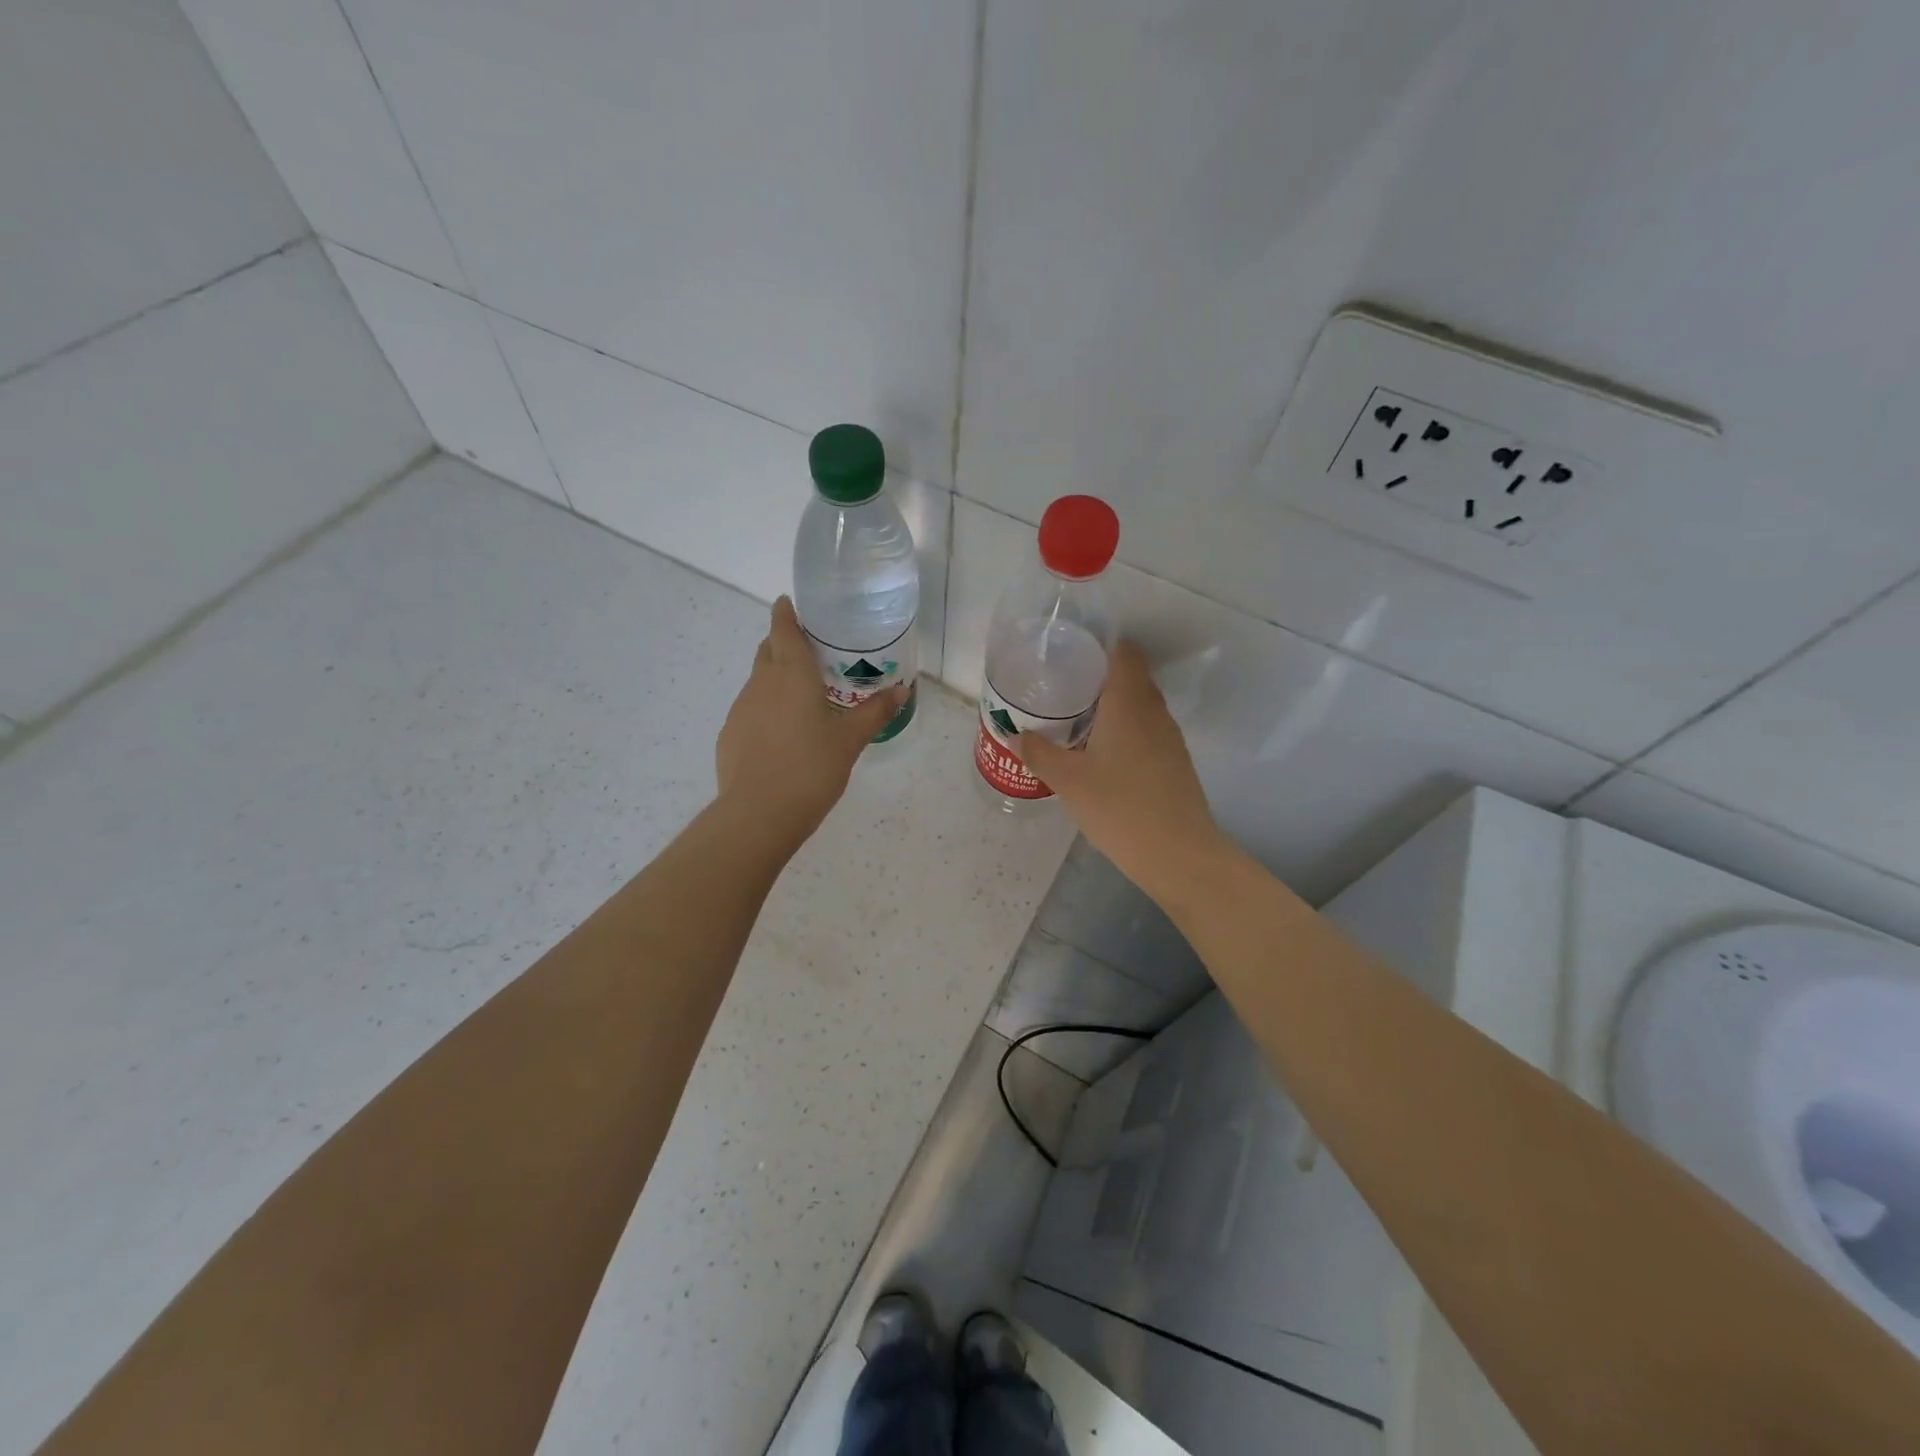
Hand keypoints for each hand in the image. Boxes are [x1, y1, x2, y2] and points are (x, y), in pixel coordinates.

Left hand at [715, 596, 906, 850]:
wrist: (759, 813)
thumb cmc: (811, 768)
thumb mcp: (850, 740)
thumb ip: (875, 712)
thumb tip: (902, 690)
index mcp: (792, 674)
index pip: (783, 629)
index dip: (785, 613)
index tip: (789, 603)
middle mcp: (761, 683)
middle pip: (768, 650)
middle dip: (783, 643)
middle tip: (811, 653)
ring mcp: (741, 708)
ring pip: (759, 681)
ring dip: (776, 679)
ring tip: (802, 697)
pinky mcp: (730, 734)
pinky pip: (751, 709)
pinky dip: (766, 709)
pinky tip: (783, 734)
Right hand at [1014, 641, 1228, 907]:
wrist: (1178, 854)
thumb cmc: (1120, 808)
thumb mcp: (1068, 781)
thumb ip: (1040, 753)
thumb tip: (1017, 734)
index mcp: (1129, 703)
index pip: (1125, 653)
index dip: (1102, 646)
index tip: (1073, 654)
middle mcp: (1153, 711)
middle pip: (1132, 677)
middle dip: (1100, 678)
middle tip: (1064, 688)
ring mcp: (1169, 737)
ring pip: (1140, 706)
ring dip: (1113, 707)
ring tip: (1077, 720)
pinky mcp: (1174, 762)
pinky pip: (1147, 730)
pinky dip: (1125, 730)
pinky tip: (1102, 754)